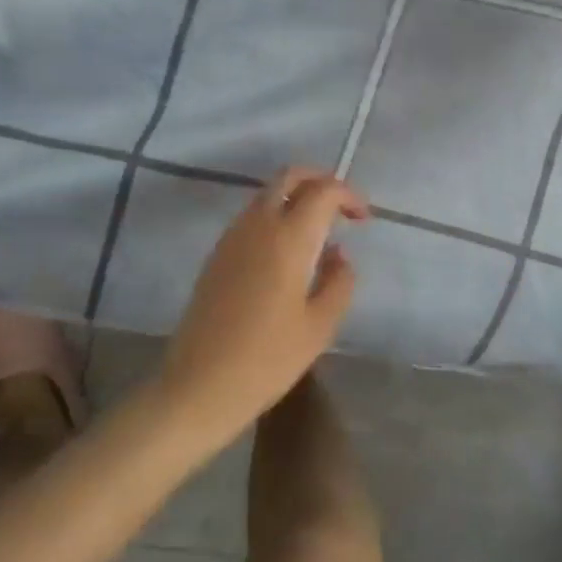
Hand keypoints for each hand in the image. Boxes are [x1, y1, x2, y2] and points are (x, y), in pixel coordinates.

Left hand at [157, 167, 368, 439]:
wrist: (199, 385)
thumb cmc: (267, 359)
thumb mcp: (319, 326)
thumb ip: (338, 281)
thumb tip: (338, 254)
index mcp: (288, 238)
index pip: (323, 191)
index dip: (348, 195)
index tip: (362, 219)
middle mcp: (258, 225)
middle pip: (289, 176)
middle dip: (319, 180)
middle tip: (340, 208)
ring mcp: (232, 237)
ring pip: (267, 193)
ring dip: (295, 197)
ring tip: (317, 232)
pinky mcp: (217, 254)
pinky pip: (251, 216)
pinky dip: (275, 215)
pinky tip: (286, 253)